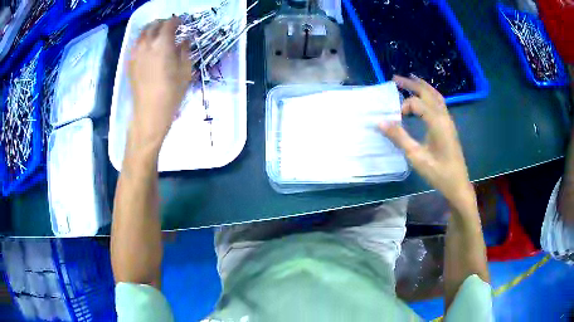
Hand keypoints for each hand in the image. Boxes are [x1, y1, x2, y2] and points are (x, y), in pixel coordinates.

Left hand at [128, 16, 191, 152]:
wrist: (149, 113)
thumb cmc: (171, 94)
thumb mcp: (185, 71)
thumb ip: (185, 50)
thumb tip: (184, 40)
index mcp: (162, 44)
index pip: (169, 24)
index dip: (176, 21)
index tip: (181, 23)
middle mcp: (146, 45)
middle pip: (153, 25)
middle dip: (162, 23)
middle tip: (170, 26)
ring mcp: (135, 54)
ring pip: (141, 34)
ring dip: (151, 30)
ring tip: (158, 35)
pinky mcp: (129, 63)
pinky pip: (135, 45)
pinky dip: (142, 41)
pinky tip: (148, 47)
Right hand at [380, 75, 475, 212]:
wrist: (458, 184)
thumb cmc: (438, 173)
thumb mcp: (417, 157)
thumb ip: (399, 138)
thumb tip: (380, 122)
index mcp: (437, 122)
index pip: (416, 103)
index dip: (402, 107)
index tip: (393, 120)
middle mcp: (444, 116)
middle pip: (428, 92)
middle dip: (411, 84)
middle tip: (395, 78)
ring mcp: (448, 120)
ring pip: (436, 96)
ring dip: (422, 86)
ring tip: (410, 80)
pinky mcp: (449, 126)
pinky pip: (439, 103)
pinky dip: (429, 95)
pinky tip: (424, 98)